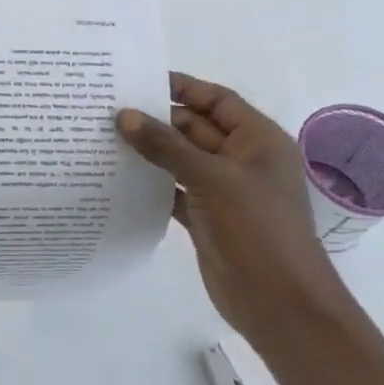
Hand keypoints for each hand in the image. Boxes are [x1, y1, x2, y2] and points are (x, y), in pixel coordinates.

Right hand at [117, 73, 356, 350]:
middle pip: (194, 127)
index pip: (216, 100)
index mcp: (258, 140)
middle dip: (156, 119)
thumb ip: (166, 146)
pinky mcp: (205, 217)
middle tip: (108, 110)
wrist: (280, 304)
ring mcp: (223, 190)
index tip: (138, 80)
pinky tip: (116, 176)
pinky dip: (150, 183)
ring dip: (149, 151)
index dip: (181, 87)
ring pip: (180, 159)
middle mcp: (241, 160)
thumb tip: (124, 115)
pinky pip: (173, 189)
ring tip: (103, 137)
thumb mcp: (212, 178)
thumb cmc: (258, 229)